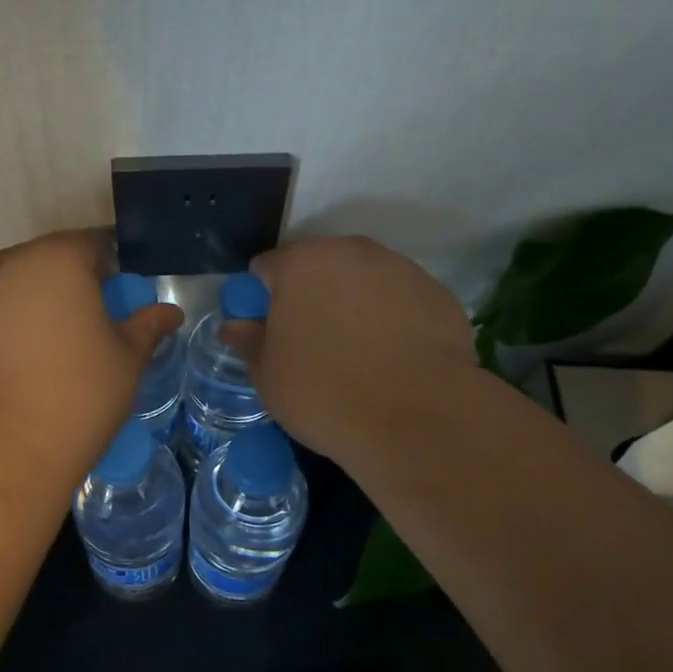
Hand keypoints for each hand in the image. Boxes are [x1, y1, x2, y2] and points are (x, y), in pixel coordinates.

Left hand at [0, 230, 182, 449]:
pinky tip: (17, 368)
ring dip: (33, 306)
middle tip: (87, 327)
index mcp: (58, 259)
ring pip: (13, 287)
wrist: (3, 444)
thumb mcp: (127, 359)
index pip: (91, 245)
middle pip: (47, 262)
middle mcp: (9, 264)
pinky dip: (4, 329)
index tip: (117, 302)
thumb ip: (148, 326)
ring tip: (49, 350)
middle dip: (69, 285)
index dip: (109, 270)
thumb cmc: (79, 392)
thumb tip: (170, 312)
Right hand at [223, 237, 479, 463]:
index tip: (271, 332)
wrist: (417, 419)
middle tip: (313, 343)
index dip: (263, 299)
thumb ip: (249, 341)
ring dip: (354, 303)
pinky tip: (395, 359)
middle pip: (319, 267)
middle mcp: (351, 252)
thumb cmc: (325, 393)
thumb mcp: (268, 375)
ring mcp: (401, 269)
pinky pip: (401, 300)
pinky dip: (393, 319)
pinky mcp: (438, 294)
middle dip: (312, 295)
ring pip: (364, 280)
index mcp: (301, 263)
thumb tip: (234, 325)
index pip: (267, 268)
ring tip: (360, 353)